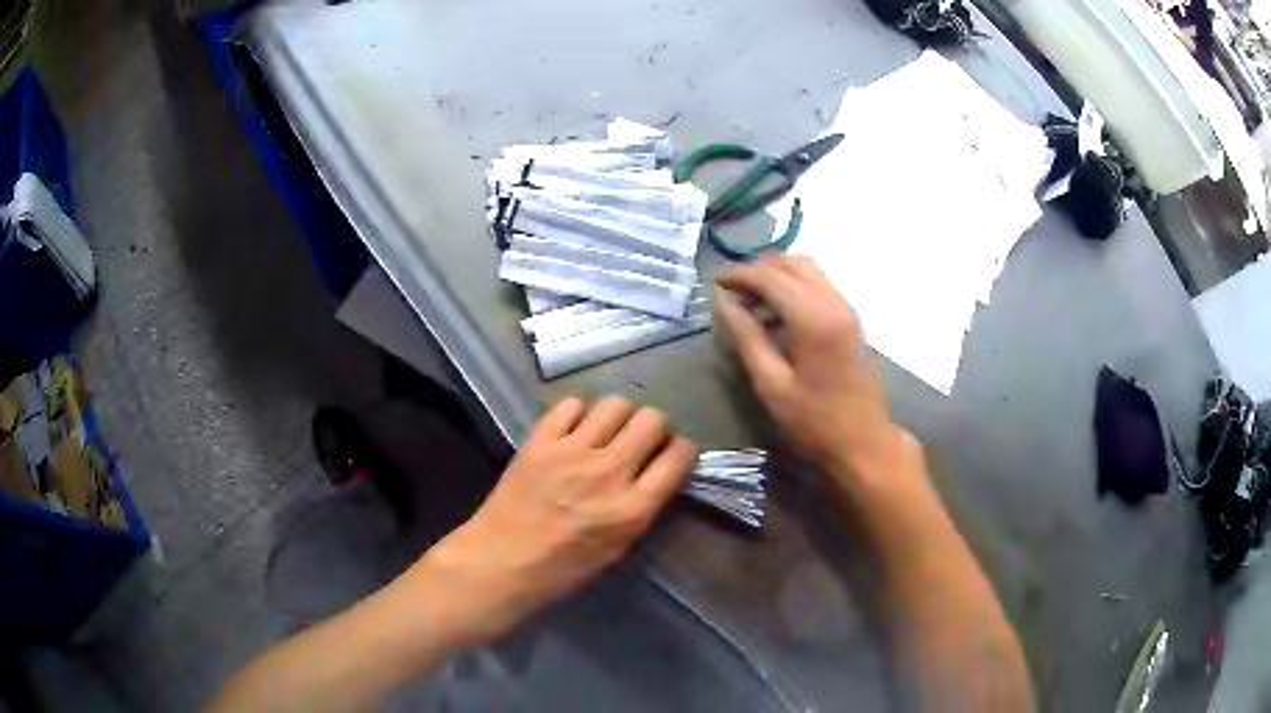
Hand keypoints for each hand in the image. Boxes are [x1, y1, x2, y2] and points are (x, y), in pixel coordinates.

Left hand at [415, 396, 695, 645]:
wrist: (502, 561)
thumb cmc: (562, 568)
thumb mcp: (618, 547)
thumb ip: (641, 507)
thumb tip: (655, 474)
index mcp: (633, 508)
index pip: (679, 455)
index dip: (680, 451)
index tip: (669, 456)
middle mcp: (609, 472)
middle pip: (652, 419)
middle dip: (654, 428)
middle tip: (639, 442)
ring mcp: (572, 451)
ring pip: (616, 404)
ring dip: (618, 417)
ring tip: (606, 433)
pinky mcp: (541, 440)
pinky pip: (571, 404)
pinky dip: (578, 413)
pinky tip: (572, 431)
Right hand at [715, 255, 919, 492]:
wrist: (863, 443)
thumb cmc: (814, 422)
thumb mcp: (771, 384)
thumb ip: (746, 337)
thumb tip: (723, 303)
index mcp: (814, 318)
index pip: (770, 277)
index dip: (739, 275)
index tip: (714, 285)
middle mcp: (834, 303)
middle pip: (793, 262)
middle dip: (759, 269)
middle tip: (732, 291)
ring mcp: (846, 309)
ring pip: (808, 270)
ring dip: (777, 276)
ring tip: (750, 303)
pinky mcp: (850, 320)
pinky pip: (818, 286)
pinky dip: (793, 287)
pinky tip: (776, 315)